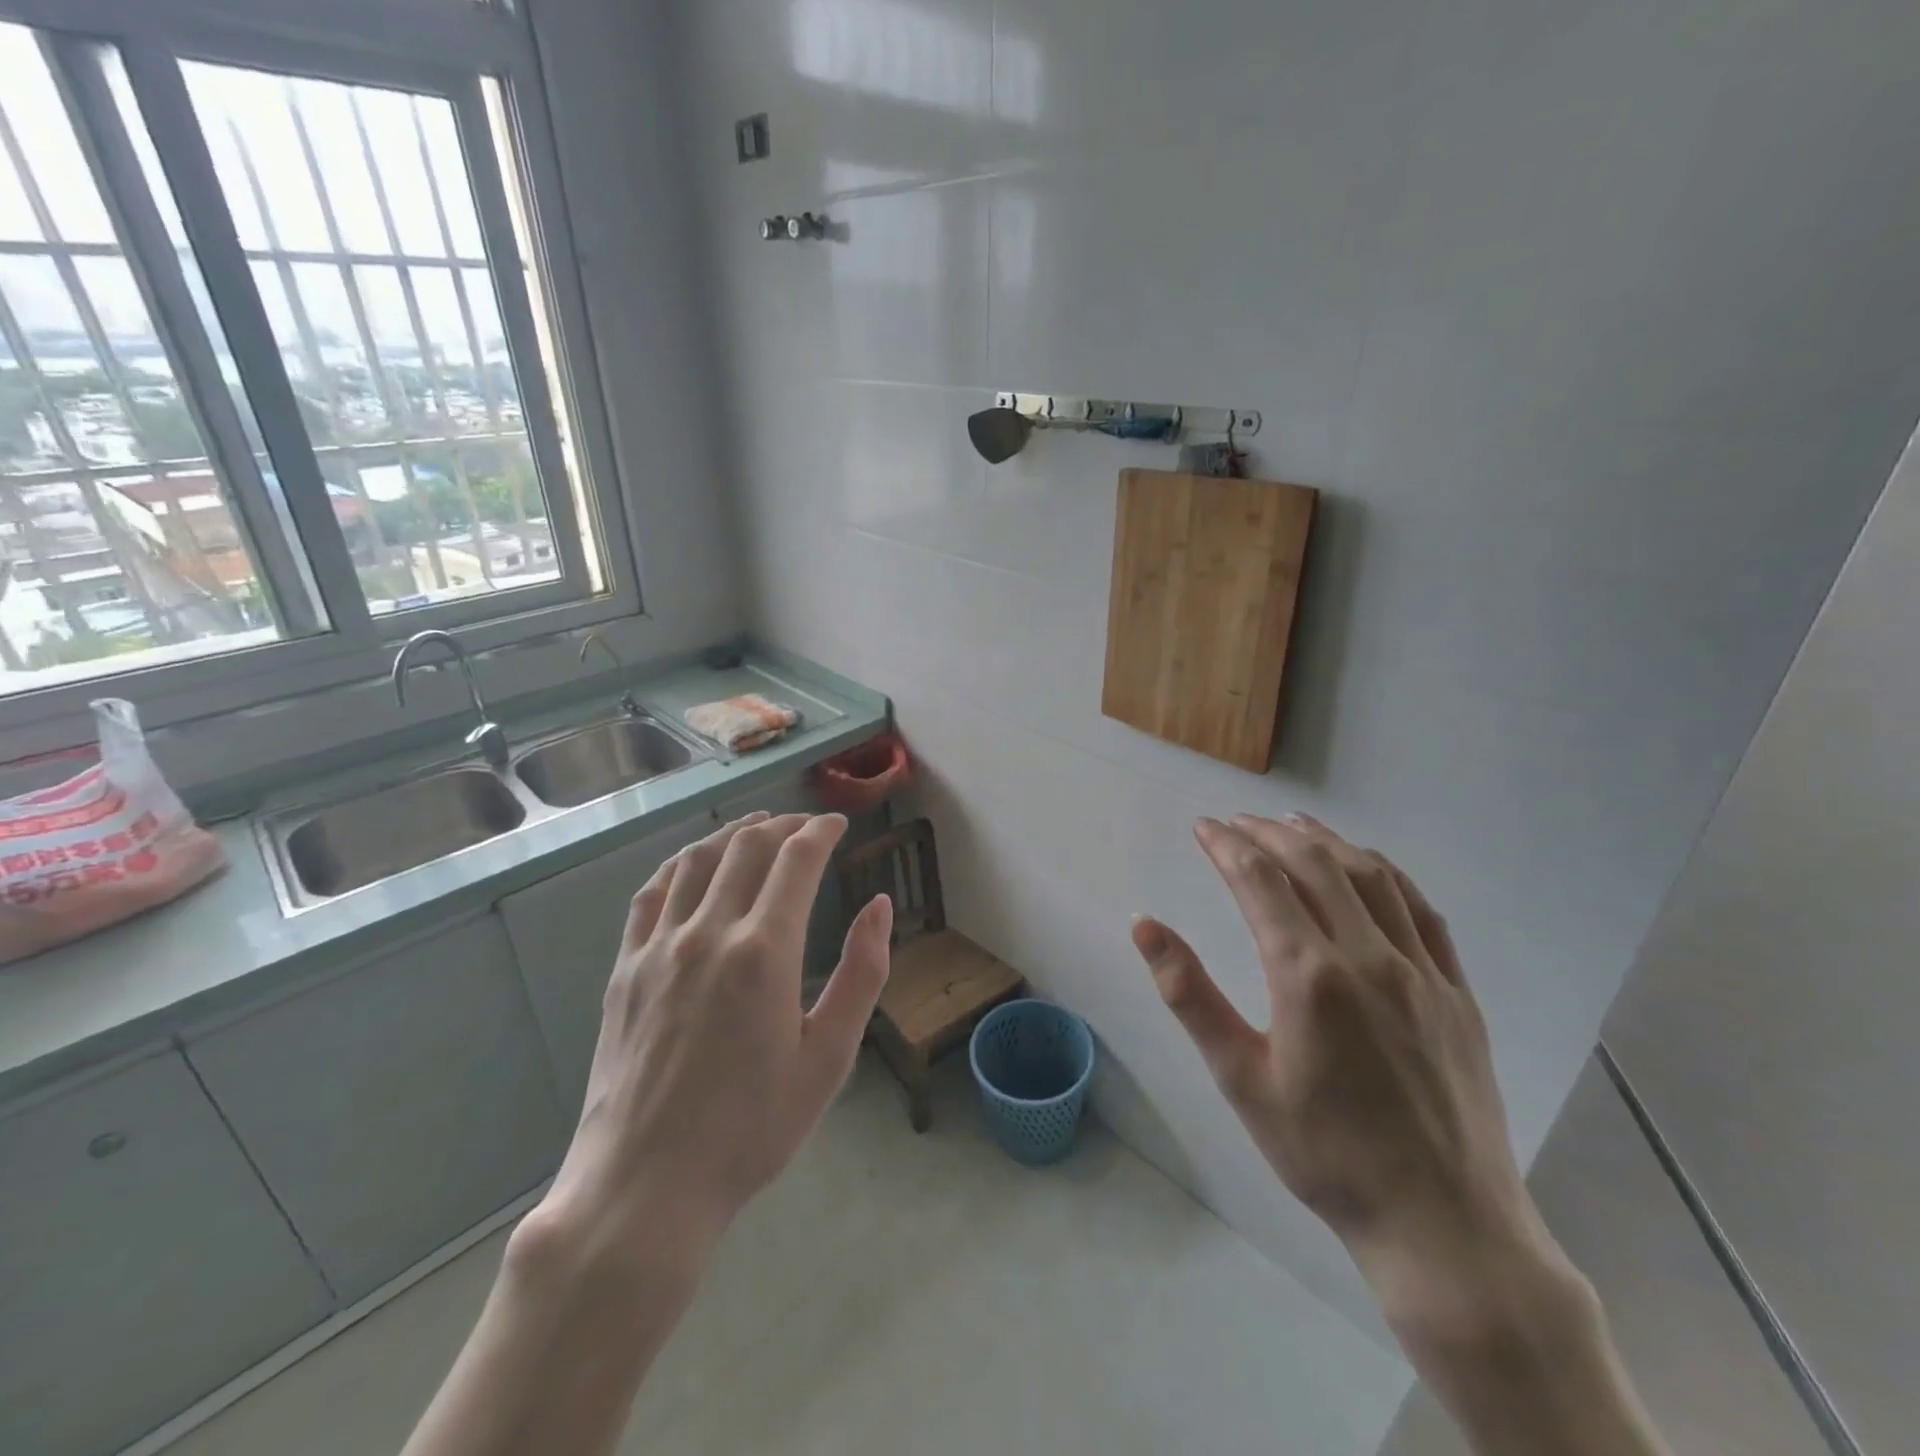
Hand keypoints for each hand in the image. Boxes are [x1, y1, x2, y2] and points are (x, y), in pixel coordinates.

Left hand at [533, 811, 893, 1273]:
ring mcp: (659, 946)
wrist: (644, 1186)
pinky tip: (693, 863)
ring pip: (697, 858)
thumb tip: (880, 906)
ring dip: (734, 833)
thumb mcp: (828, 1059)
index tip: (839, 824)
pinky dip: (680, 863)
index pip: (796, 859)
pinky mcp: (625, 967)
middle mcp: (709, 932)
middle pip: (748, 846)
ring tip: (758, 828)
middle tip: (807, 825)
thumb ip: (862, 974)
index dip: (822, 831)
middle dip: (784, 824)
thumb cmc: (750, 1129)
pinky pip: (652, 892)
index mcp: (764, 951)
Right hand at [1133, 814, 1557, 1332]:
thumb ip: (1189, 994)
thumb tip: (1144, 925)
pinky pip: (1422, 911)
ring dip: (1326, 841)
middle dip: (1268, 834)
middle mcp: (1368, 956)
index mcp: (1308, 976)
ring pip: (1371, 877)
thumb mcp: (1240, 1078)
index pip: (1259, 882)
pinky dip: (1387, 874)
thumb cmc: (1324, 1153)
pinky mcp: (1457, 992)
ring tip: (1292, 823)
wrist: (1442, 1225)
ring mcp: (1421, 971)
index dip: (1227, 846)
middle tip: (1236, 822)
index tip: (1203, 827)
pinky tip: (1369, 866)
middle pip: (1315, 865)